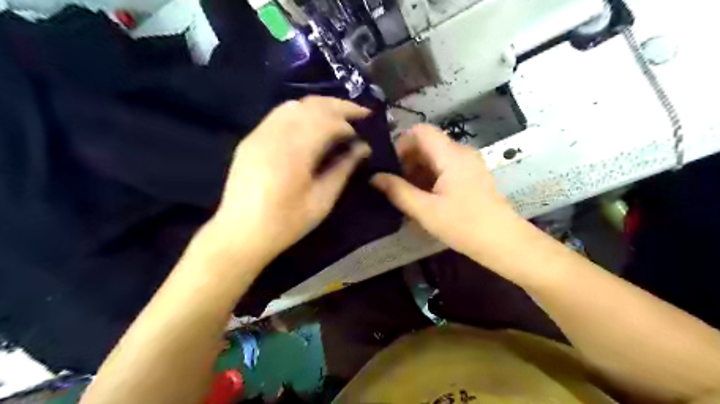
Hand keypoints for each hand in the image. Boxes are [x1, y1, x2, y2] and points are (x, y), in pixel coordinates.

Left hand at [212, 98, 371, 261]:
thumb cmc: (286, 223)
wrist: (240, 233)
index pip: (327, 121)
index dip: (349, 123)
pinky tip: (311, 125)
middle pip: (311, 105)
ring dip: (320, 106)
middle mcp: (275, 134)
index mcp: (294, 152)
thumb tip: (362, 148)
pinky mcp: (251, 138)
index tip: (363, 134)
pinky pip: (279, 114)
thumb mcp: (321, 200)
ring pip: (294, 105)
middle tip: (361, 113)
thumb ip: (343, 169)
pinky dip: (301, 113)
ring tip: (338, 117)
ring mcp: (259, 133)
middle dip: (339, 105)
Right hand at [370, 123, 524, 261]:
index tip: (390, 167)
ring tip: (406, 194)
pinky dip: (430, 177)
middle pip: (427, 143)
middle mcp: (461, 152)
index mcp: (451, 155)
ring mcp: (468, 164)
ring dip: (417, 171)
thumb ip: (397, 191)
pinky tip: (423, 198)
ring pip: (434, 157)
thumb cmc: (464, 225)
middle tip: (394, 185)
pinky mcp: (471, 176)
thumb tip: (374, 177)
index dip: (401, 144)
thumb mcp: (425, 210)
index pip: (420, 131)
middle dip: (407, 161)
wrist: (503, 243)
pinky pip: (444, 167)